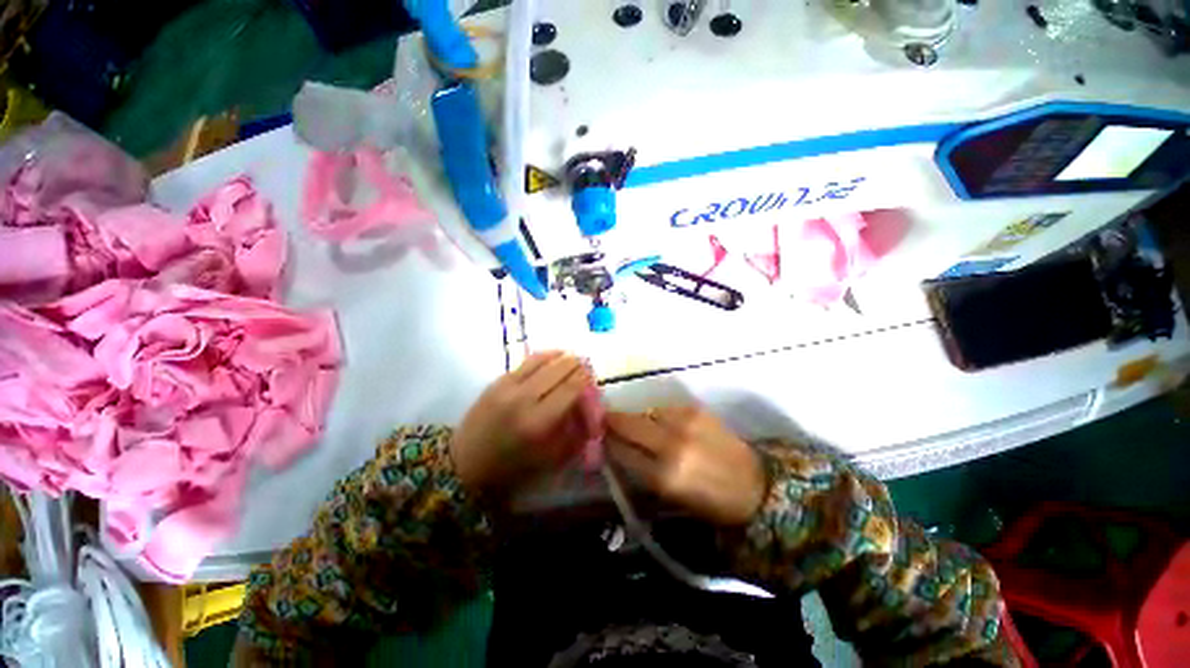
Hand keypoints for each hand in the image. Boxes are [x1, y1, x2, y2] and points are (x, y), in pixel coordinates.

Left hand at [452, 351, 598, 495]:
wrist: (465, 461)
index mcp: (538, 423)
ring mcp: (507, 387)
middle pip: (557, 371)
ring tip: (570, 356)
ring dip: (560, 356)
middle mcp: (523, 399)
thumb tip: (588, 408)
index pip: (569, 390)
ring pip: (540, 361)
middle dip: (575, 364)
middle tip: (585, 364)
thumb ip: (574, 433)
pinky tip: (551, 357)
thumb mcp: (549, 458)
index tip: (592, 375)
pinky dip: (542, 357)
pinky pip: (524, 363)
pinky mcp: (496, 381)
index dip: (584, 379)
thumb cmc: (511, 466)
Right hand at [605, 406, 765, 525]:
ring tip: (645, 428)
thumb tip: (616, 446)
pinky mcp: (696, 409)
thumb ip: (640, 470)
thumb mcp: (669, 496)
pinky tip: (667, 425)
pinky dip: (660, 416)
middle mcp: (671, 444)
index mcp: (663, 476)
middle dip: (613, 421)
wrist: (755, 485)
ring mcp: (685, 422)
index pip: (620, 450)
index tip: (599, 437)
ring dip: (640, 419)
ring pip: (646, 411)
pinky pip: (665, 408)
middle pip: (628, 423)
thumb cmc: (709, 501)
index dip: (606, 442)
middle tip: (606, 422)